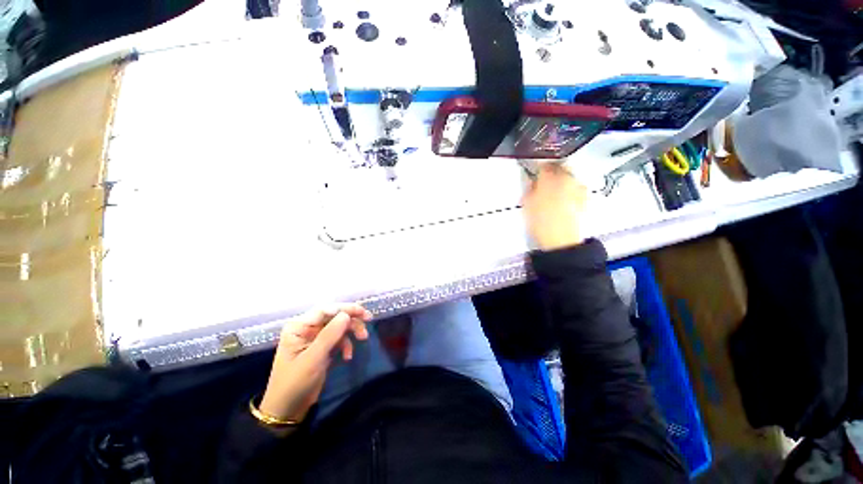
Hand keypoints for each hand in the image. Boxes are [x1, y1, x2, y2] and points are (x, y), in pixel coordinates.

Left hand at [259, 304, 371, 421]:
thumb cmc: (295, 383)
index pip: (325, 309)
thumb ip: (330, 335)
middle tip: (368, 321)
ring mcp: (315, 338)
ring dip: (352, 332)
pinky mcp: (321, 348)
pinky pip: (339, 339)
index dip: (345, 308)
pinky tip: (348, 356)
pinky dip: (346, 345)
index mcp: (299, 326)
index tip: (363, 312)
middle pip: (334, 316)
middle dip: (351, 319)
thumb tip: (346, 314)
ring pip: (339, 326)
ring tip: (363, 339)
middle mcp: (307, 328)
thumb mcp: (313, 358)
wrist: (288, 410)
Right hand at [521, 163, 586, 250]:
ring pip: (569, 177)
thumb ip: (529, 187)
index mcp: (550, 178)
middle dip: (551, 172)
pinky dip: (569, 190)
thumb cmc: (542, 223)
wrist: (562, 241)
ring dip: (561, 180)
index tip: (534, 173)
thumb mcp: (527, 204)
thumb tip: (531, 180)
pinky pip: (576, 187)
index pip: (543, 165)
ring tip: (553, 193)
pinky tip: (563, 201)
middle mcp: (567, 179)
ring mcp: (578, 188)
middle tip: (543, 181)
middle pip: (559, 167)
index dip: (537, 168)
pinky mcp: (585, 198)